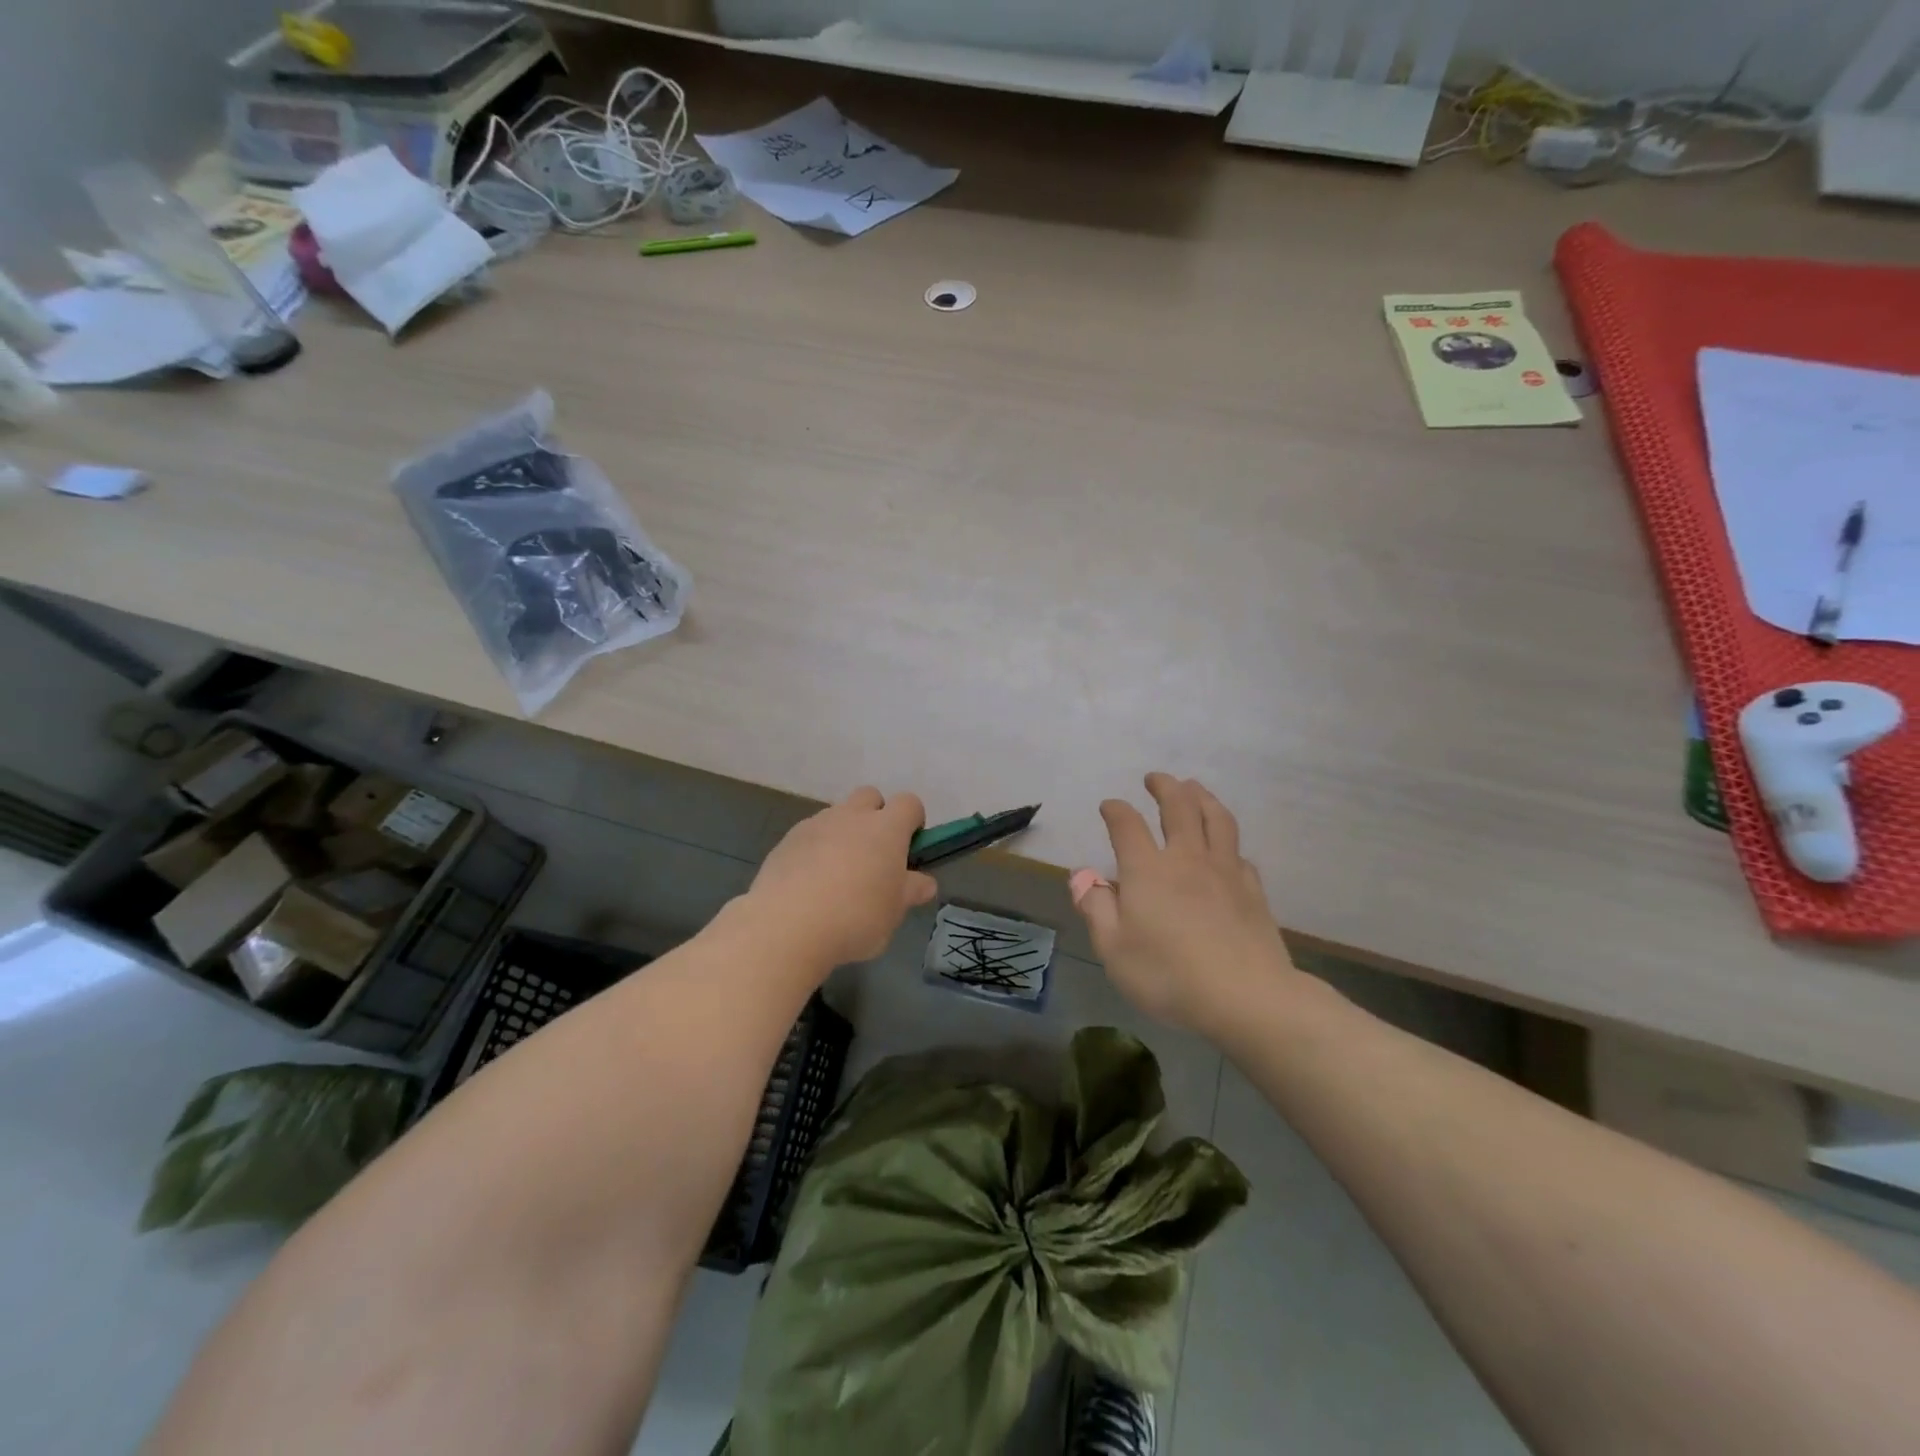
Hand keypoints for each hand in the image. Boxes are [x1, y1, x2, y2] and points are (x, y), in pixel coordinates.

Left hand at [743, 787, 936, 970]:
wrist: (787, 926)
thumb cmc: (856, 916)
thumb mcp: (894, 911)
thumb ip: (911, 891)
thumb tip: (925, 882)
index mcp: (886, 828)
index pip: (909, 803)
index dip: (913, 821)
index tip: (909, 849)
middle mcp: (851, 816)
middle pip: (870, 796)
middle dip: (877, 816)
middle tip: (875, 856)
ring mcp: (816, 824)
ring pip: (838, 815)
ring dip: (844, 833)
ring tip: (838, 876)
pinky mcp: (787, 840)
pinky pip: (810, 835)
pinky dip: (816, 849)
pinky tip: (811, 884)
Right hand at [1073, 773, 1300, 1037]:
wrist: (1247, 998)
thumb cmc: (1168, 975)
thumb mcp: (1114, 949)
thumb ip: (1096, 908)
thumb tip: (1082, 876)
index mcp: (1147, 869)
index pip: (1127, 824)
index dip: (1115, 810)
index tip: (1109, 806)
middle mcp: (1186, 859)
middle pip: (1178, 806)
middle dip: (1165, 786)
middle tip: (1155, 778)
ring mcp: (1224, 871)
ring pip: (1216, 818)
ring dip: (1202, 797)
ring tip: (1193, 788)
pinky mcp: (1252, 890)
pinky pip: (1238, 852)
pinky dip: (1227, 840)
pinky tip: (1225, 847)